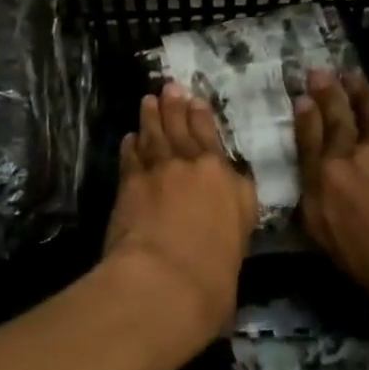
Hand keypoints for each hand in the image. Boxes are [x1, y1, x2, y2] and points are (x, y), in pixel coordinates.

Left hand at [103, 83, 257, 354]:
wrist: (165, 282)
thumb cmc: (213, 278)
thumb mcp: (239, 245)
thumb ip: (233, 215)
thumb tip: (227, 203)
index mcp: (227, 182)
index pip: (214, 141)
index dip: (203, 118)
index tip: (196, 101)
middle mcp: (195, 167)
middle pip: (183, 129)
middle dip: (176, 106)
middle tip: (170, 87)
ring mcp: (160, 171)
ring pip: (156, 135)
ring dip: (152, 116)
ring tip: (149, 100)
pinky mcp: (131, 182)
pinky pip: (131, 156)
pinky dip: (131, 145)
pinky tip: (129, 137)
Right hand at [296, 70, 368, 353]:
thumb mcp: (356, 265)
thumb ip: (343, 229)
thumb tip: (350, 216)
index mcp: (319, 210)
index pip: (306, 157)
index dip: (304, 126)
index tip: (302, 103)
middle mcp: (336, 171)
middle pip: (328, 124)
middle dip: (322, 96)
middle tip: (318, 74)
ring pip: (359, 113)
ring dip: (351, 91)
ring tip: (348, 75)